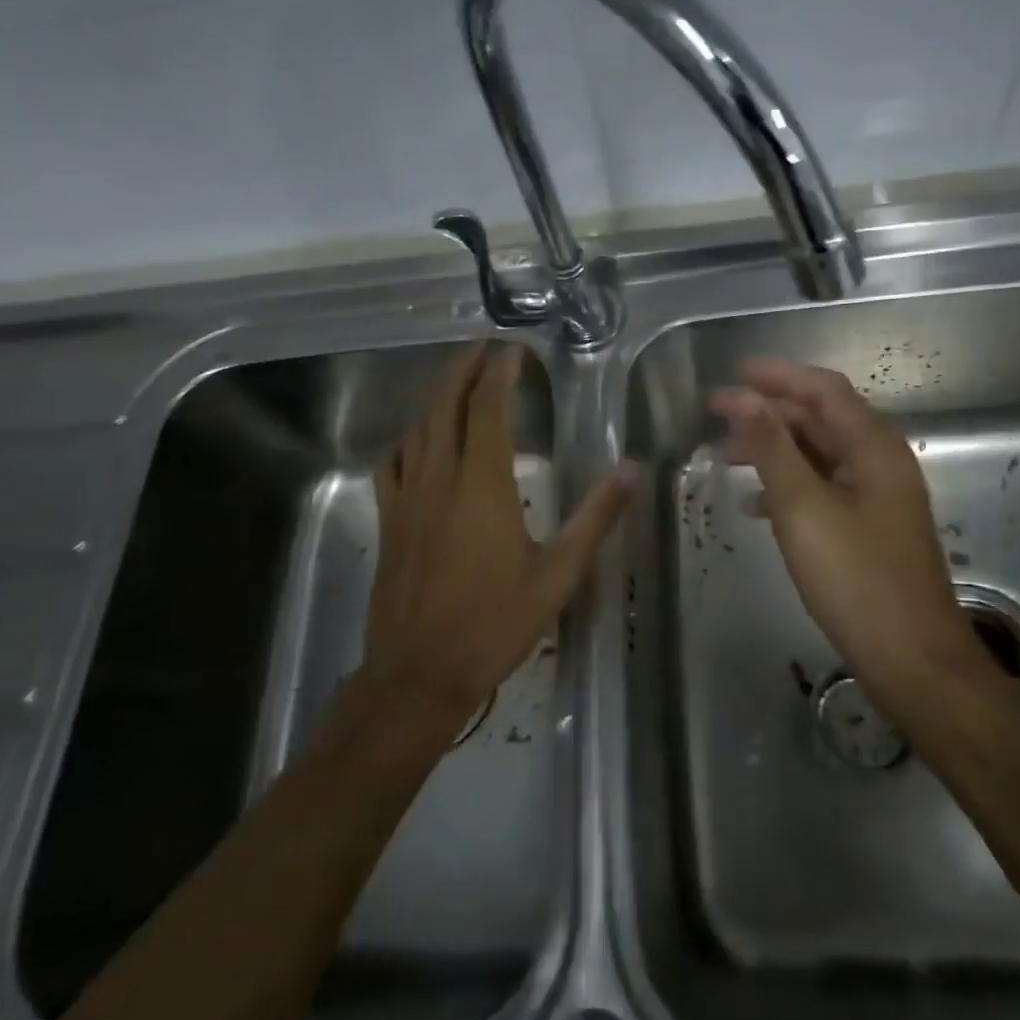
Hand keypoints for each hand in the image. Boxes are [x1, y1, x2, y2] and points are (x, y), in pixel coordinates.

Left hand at [364, 343, 632, 731]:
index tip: (512, 349)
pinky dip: (407, 441)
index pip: (488, 409)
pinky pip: (393, 465)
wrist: (419, 672)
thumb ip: (595, 517)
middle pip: (446, 406)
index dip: (499, 373)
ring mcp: (408, 499)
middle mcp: (440, 478)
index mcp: (483, 484)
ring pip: (418, 430)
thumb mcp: (558, 574)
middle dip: (463, 370)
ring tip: (457, 383)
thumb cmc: (494, 623)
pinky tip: (416, 443)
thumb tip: (630, 469)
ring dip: (437, 398)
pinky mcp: (390, 522)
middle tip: (483, 346)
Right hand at [711, 358, 995, 708]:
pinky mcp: (868, 528)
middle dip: (769, 412)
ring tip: (727, 456)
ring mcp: (877, 497)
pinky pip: (823, 489)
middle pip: (821, 419)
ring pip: (819, 455)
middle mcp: (880, 463)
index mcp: (873, 448)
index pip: (824, 390)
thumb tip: (745, 401)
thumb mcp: (804, 507)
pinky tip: (756, 504)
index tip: (734, 372)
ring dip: (774, 449)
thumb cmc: (856, 577)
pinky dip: (788, 485)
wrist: (911, 658)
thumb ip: (773, 449)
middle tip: (718, 414)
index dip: (778, 375)